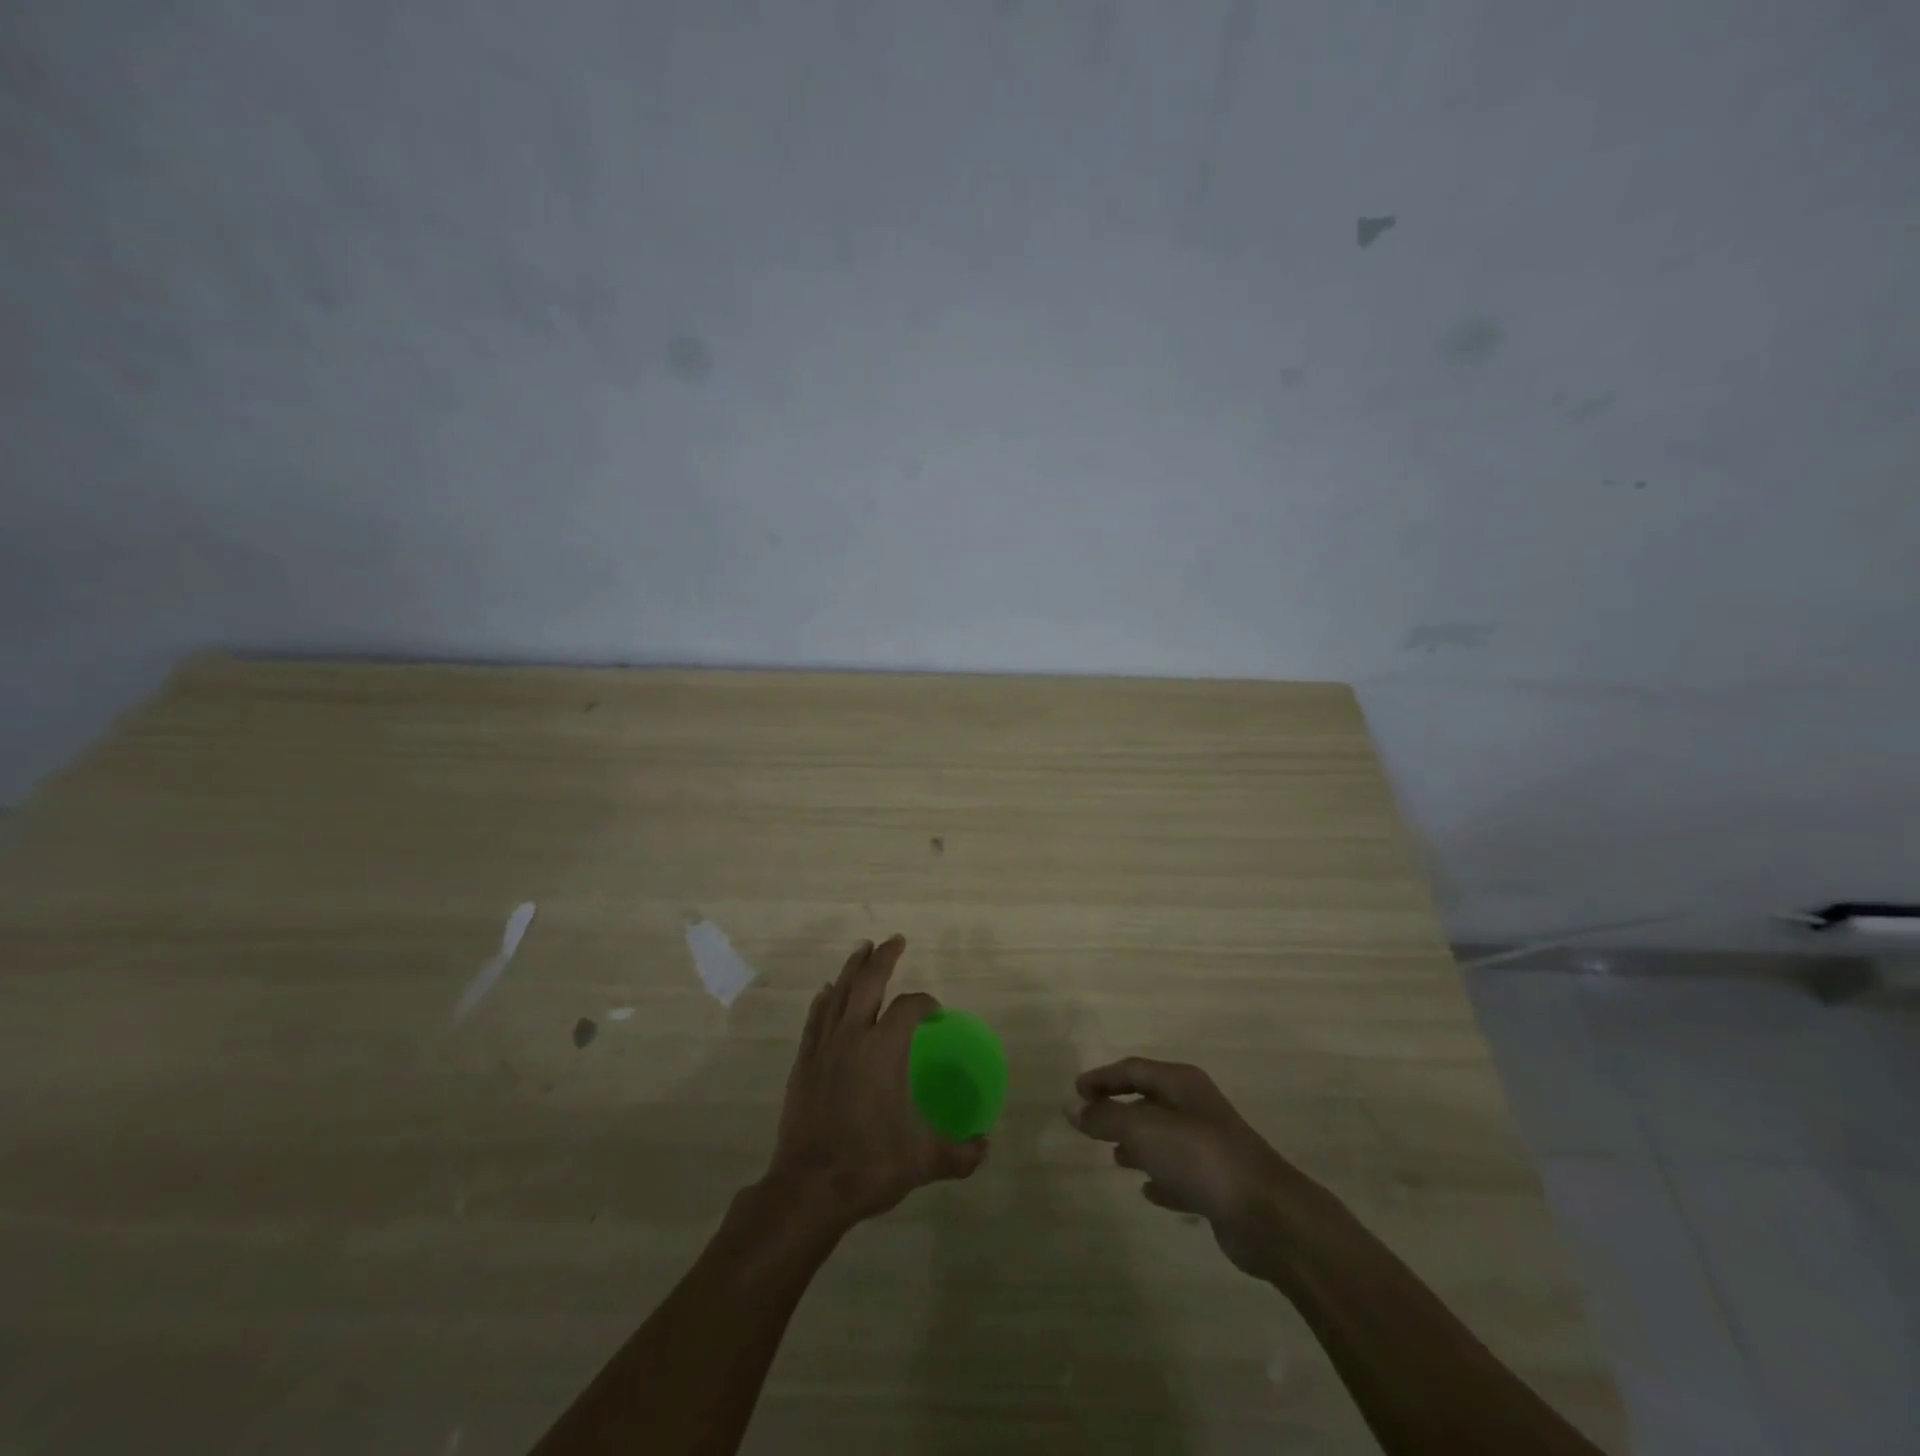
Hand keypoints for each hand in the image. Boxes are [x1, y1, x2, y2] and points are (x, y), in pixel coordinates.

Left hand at [765, 936, 987, 1231]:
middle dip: (883, 958)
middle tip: (895, 940)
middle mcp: (853, 1037)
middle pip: (868, 983)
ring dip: (852, 969)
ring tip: (862, 950)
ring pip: (838, 993)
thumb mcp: (923, 1161)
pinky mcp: (804, 1062)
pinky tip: (826, 991)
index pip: (908, 1008)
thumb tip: (985, 1148)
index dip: (925, 1003)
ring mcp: (824, 1047)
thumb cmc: (869, 1165)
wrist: (808, 1189)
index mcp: (884, 1050)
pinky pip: (815, 1018)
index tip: (935, 1010)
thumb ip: (959, 1153)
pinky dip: (823, 1000)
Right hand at [1067, 1058, 1334, 1279]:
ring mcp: (1210, 1146)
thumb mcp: (1144, 1130)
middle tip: (1090, 1121)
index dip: (1103, 1077)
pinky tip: (1147, 1191)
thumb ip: (1105, 1118)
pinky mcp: (1218, 1184)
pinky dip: (1161, 1177)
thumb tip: (1070, 1107)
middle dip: (1119, 1108)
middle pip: (1149, 1100)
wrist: (1267, 1214)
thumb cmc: (1201, 1157)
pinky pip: (1180, 1174)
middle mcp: (1196, 1108)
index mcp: (1181, 1084)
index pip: (1134, 1069)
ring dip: (1138, 1143)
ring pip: (1164, 1137)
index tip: (1076, 1090)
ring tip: (1114, 1156)